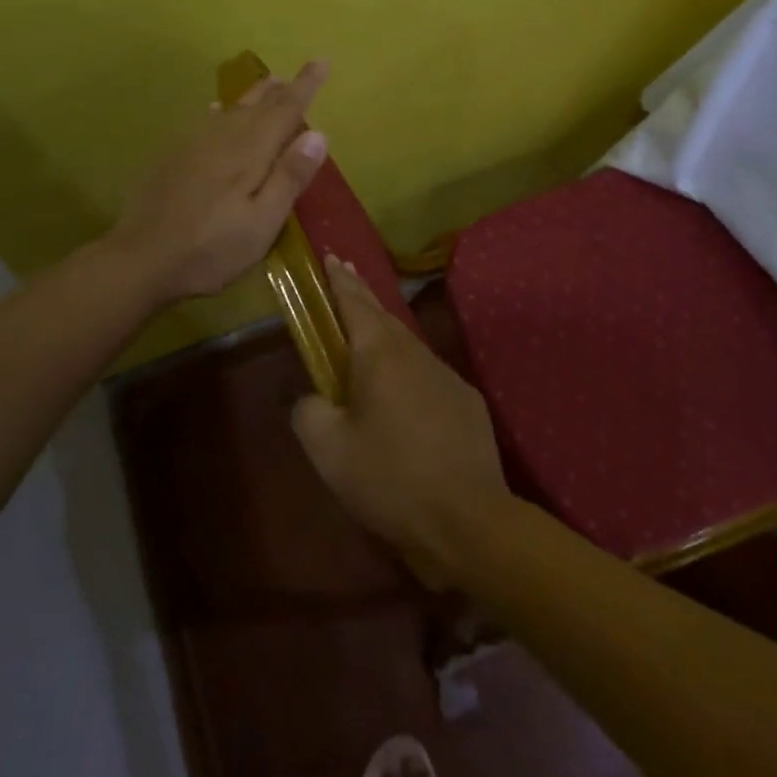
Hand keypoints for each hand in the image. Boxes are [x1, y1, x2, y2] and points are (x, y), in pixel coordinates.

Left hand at [107, 60, 330, 303]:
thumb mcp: (262, 223)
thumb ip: (289, 177)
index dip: (305, 85)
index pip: (285, 109)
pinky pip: (205, 120)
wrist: (141, 258)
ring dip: (254, 95)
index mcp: (250, 152)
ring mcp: (193, 144)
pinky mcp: (173, 156)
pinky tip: (216, 111)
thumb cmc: (211, 248)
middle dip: (281, 88)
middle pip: (258, 104)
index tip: (322, 61)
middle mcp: (223, 137)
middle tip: (297, 75)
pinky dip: (221, 111)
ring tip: (268, 84)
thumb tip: (319, 134)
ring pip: (231, 108)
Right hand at [292, 256, 514, 588]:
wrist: (468, 519)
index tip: (331, 257)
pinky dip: (408, 369)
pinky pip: (428, 373)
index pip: (354, 303)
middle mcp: (415, 353)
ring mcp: (446, 375)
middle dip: (362, 296)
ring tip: (367, 337)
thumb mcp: (328, 451)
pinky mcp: (467, 401)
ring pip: (408, 344)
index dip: (339, 280)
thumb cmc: (390, 479)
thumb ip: (308, 412)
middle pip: (383, 316)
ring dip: (385, 333)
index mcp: (379, 355)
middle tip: (346, 279)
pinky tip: (403, 394)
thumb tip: (314, 398)